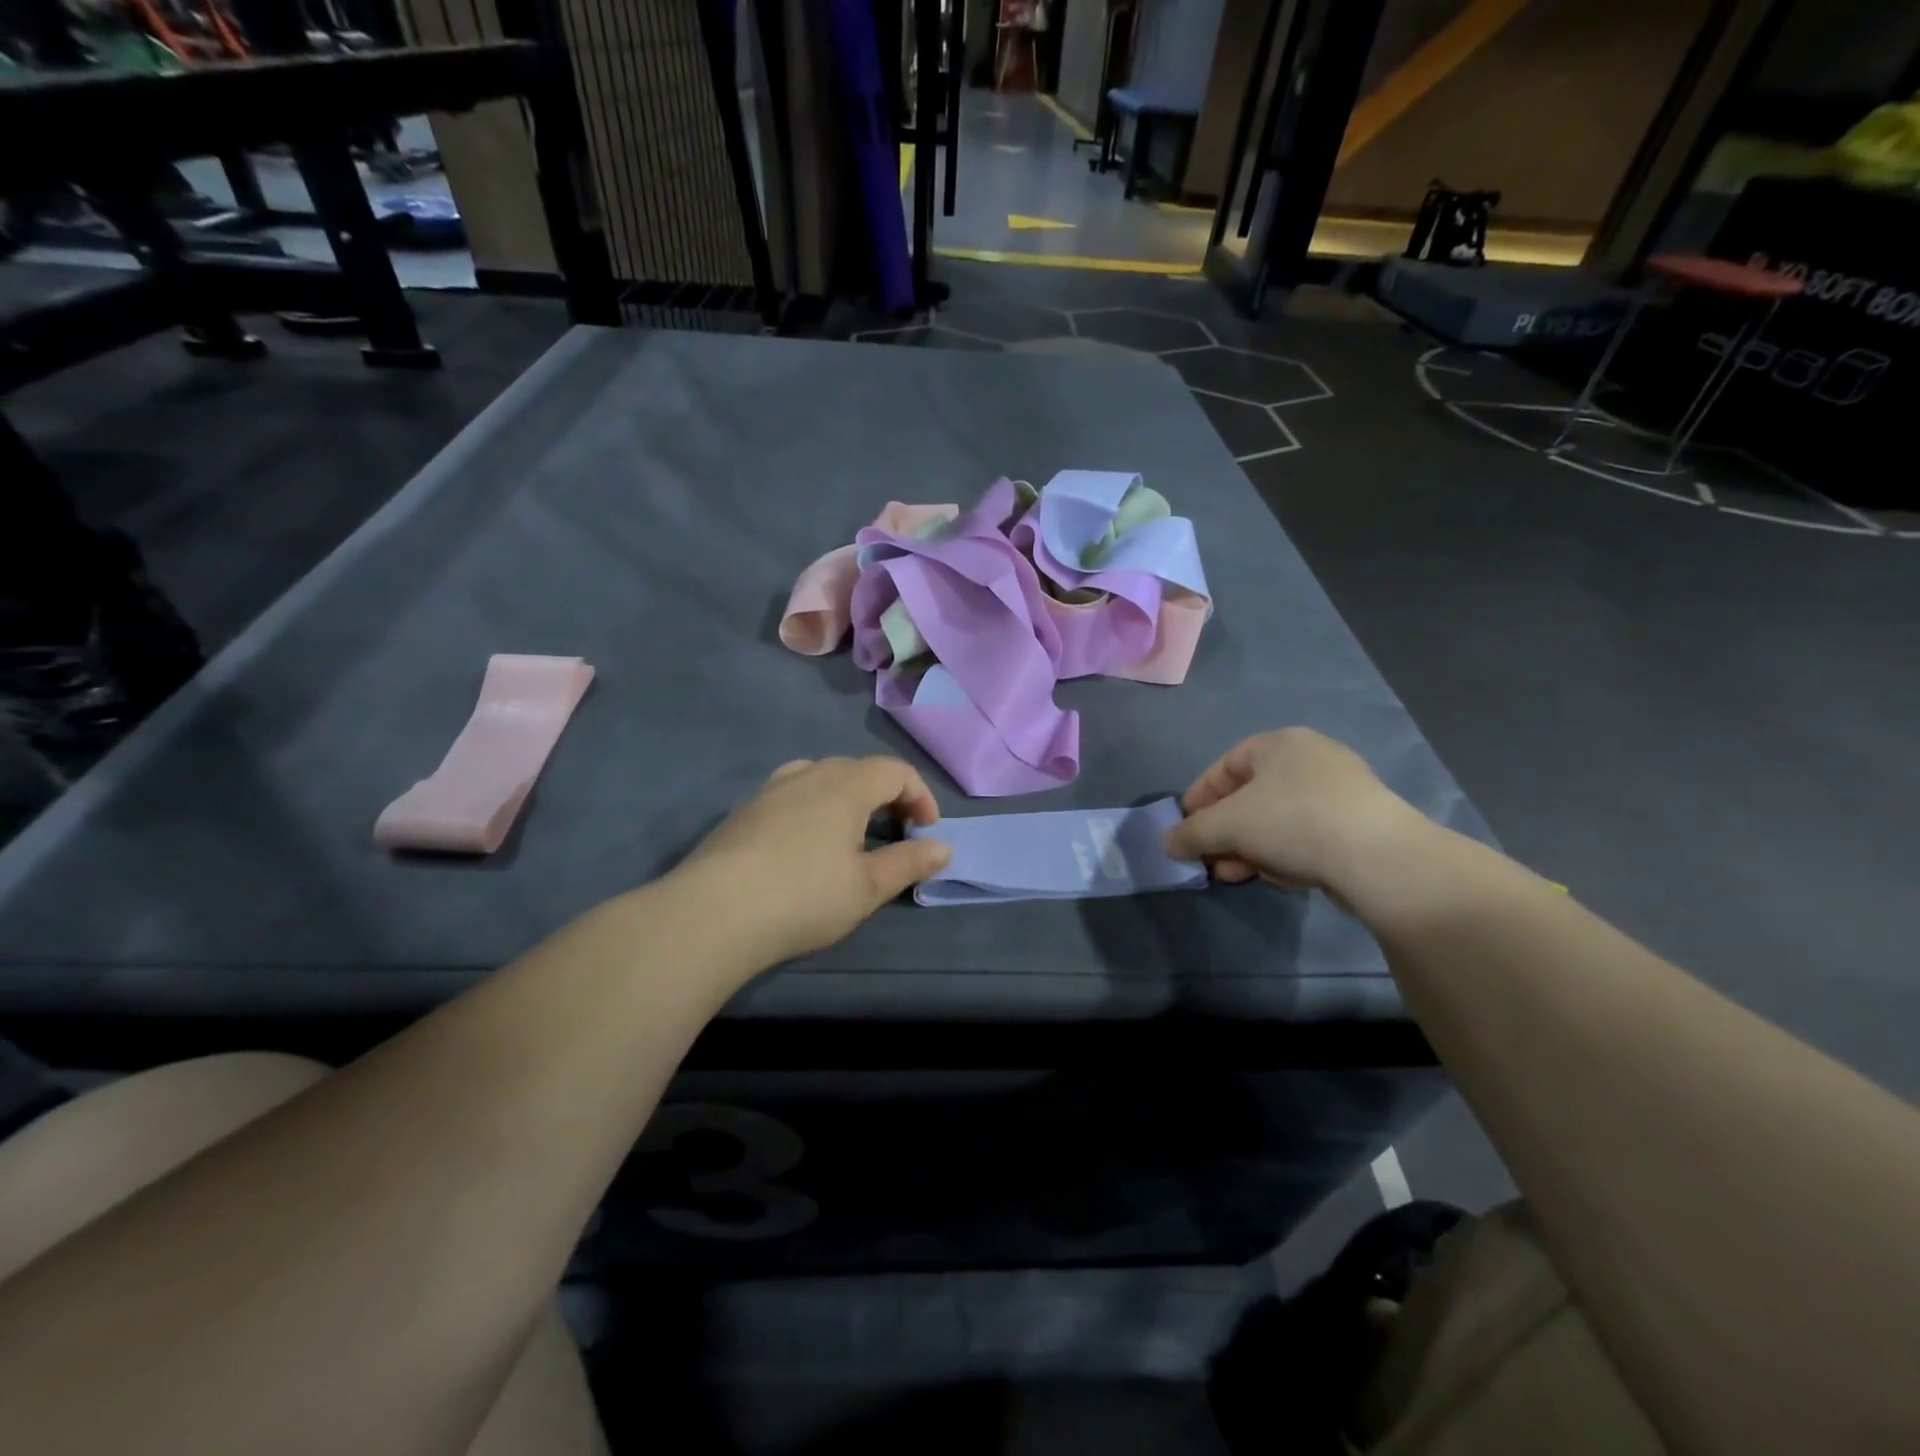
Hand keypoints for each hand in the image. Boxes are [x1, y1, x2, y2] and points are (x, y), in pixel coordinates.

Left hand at [677, 756, 950, 962]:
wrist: (712, 913)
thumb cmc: (804, 896)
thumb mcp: (867, 887)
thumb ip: (909, 863)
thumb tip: (944, 848)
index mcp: (846, 785)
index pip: (895, 771)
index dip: (921, 796)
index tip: (927, 831)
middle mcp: (808, 774)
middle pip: (859, 769)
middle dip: (887, 795)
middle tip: (897, 832)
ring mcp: (770, 789)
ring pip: (821, 777)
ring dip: (848, 798)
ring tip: (852, 834)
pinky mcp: (743, 811)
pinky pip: (792, 794)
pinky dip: (814, 807)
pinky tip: (805, 845)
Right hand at [1163, 728, 1425, 895]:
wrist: (1379, 858)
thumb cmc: (1292, 822)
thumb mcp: (1226, 826)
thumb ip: (1190, 833)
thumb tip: (1167, 843)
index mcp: (1279, 743)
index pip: (1225, 766)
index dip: (1199, 798)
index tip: (1185, 829)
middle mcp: (1312, 759)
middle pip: (1251, 797)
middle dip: (1224, 833)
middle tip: (1209, 860)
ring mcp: (1342, 791)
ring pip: (1278, 820)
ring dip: (1251, 849)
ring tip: (1236, 876)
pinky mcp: (1362, 824)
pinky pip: (1308, 835)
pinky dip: (1286, 854)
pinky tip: (1280, 879)